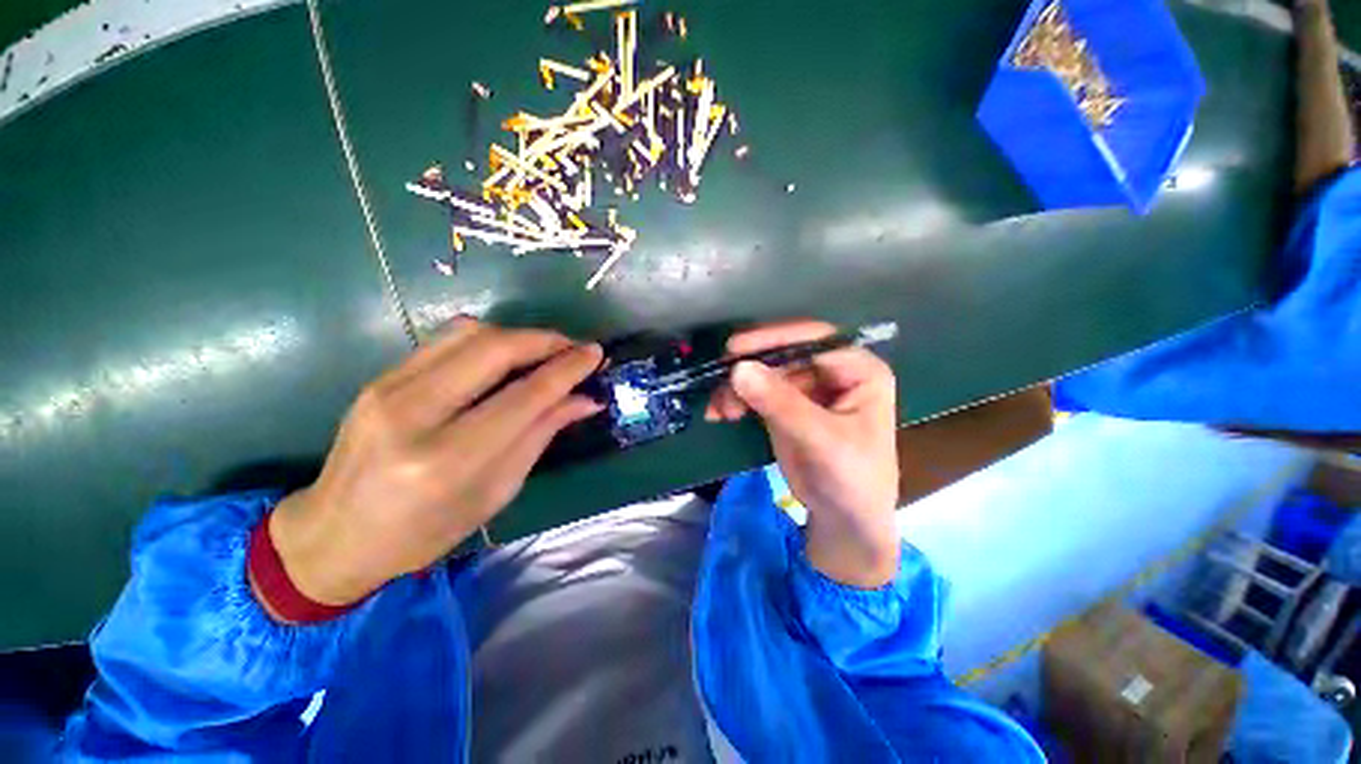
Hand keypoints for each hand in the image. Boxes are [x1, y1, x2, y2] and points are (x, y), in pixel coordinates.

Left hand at [266, 319, 603, 607]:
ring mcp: (388, 389)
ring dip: (519, 335)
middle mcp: (415, 415)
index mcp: (449, 460)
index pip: (525, 396)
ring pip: (469, 333)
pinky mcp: (379, 377)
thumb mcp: (497, 491)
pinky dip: (488, 340)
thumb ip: (541, 435)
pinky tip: (507, 356)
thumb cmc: (425, 532)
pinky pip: (446, 340)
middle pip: (495, 349)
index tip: (596, 353)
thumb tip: (586, 400)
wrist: (334, 535)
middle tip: (575, 348)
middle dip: (546, 340)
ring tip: (546, 351)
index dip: (567, 369)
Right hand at [707, 320, 900, 588]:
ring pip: (765, 373)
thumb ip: (781, 403)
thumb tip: (738, 369)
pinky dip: (737, 400)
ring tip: (718, 408)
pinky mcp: (786, 405)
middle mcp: (832, 372)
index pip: (813, 340)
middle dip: (749, 369)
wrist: (844, 520)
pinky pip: (757, 393)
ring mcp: (807, 389)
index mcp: (858, 370)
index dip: (774, 339)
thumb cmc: (851, 478)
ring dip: (737, 387)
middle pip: (783, 355)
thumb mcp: (820, 439)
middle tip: (718, 382)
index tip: (735, 348)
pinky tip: (721, 412)